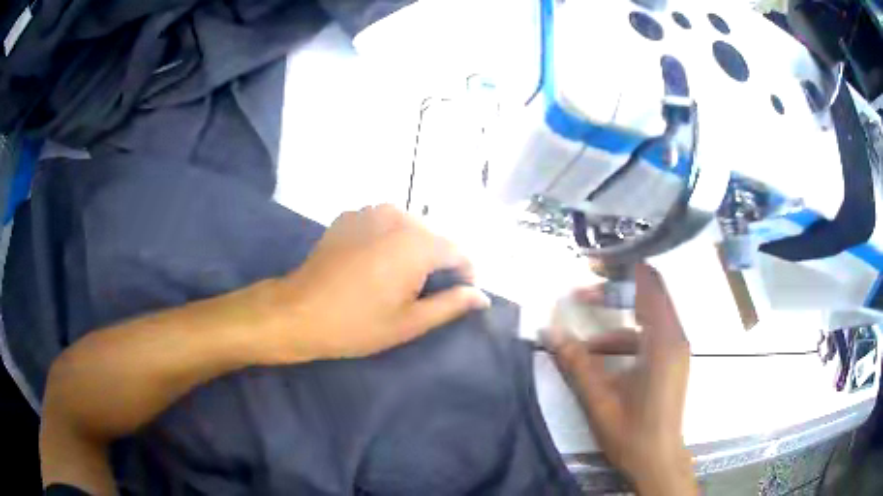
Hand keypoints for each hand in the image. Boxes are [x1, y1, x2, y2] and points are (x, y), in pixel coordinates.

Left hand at [260, 204, 489, 363]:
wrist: (298, 311)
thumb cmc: (357, 324)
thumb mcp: (410, 322)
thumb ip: (451, 305)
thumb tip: (482, 296)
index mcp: (418, 243)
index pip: (460, 253)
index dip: (465, 276)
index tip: (456, 297)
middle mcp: (399, 216)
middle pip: (435, 238)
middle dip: (438, 263)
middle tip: (423, 294)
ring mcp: (371, 211)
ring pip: (409, 228)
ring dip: (413, 250)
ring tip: (397, 280)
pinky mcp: (350, 215)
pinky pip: (384, 224)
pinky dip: (388, 240)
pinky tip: (372, 265)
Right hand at [544, 264, 695, 495]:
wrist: (658, 460)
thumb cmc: (631, 432)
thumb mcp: (599, 399)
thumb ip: (576, 362)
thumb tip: (549, 330)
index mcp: (662, 341)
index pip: (649, 284)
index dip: (622, 269)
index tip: (594, 265)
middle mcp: (675, 336)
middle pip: (650, 293)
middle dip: (617, 289)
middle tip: (585, 292)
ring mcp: (677, 348)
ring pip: (650, 314)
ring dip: (620, 317)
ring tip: (587, 337)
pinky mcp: (673, 360)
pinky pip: (652, 332)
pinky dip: (628, 336)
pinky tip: (604, 357)